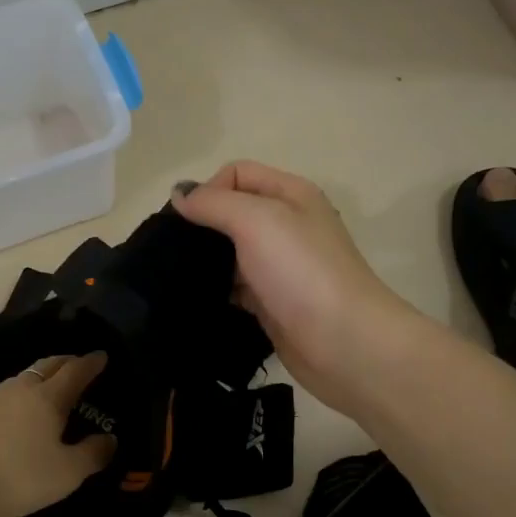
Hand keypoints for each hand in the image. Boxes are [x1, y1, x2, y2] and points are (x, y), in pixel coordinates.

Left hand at [0, 353, 116, 516]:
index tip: (102, 356)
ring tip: (50, 390)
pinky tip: (17, 414)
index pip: (76, 370)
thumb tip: (110, 439)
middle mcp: (21, 388)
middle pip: (47, 366)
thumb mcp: (64, 474)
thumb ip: (92, 455)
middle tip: (78, 366)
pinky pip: (5, 395)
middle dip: (66, 362)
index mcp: (49, 397)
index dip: (91, 363)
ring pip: (24, 379)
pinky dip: (20, 397)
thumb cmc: (14, 474)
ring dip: (41, 378)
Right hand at [174, 161, 413, 414]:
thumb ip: (213, 202)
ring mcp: (279, 266)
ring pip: (229, 252)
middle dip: (200, 226)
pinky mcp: (270, 301)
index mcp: (290, 194)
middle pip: (231, 212)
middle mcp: (286, 225)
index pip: (236, 174)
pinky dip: (214, 290)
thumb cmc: (301, 271)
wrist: (344, 343)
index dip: (208, 190)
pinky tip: (195, 299)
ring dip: (204, 260)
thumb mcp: (256, 220)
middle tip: (171, 250)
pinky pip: (233, 287)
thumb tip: (179, 193)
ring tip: (175, 276)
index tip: (187, 222)